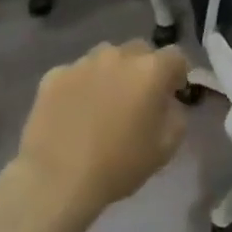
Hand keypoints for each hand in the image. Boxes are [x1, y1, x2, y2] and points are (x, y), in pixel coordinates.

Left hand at [12, 41, 188, 221]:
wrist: (57, 181)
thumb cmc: (118, 166)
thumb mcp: (165, 148)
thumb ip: (176, 115)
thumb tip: (168, 102)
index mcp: (150, 70)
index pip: (175, 56)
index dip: (178, 74)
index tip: (173, 93)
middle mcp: (117, 56)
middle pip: (139, 51)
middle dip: (144, 68)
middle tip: (138, 98)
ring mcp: (83, 63)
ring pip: (106, 57)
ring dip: (112, 72)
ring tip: (104, 102)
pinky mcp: (54, 75)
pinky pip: (76, 73)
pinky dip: (81, 85)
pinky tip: (74, 111)